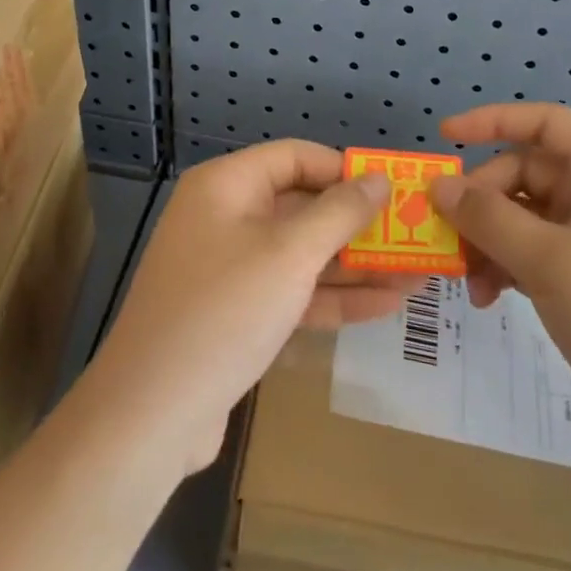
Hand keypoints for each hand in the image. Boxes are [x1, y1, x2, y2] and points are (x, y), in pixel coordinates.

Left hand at [85, 141, 399, 477]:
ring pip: (302, 255)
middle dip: (359, 225)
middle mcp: (225, 217)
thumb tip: (378, 178)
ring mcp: (230, 269)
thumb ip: (339, 212)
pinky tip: (387, 305)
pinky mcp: (237, 314)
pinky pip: (292, 292)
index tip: (393, 192)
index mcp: (226, 186)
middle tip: (414, 236)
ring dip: (356, 266)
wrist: (153, 412)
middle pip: (302, 207)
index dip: (345, 170)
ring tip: (418, 274)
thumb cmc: (225, 311)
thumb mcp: (290, 254)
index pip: (295, 157)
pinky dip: (334, 298)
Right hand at [430, 104, 570, 473]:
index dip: (494, 120)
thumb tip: (439, 186)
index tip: (445, 137)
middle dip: (483, 203)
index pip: (547, 124)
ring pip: (527, 222)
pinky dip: (508, 270)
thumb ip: (488, 218)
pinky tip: (490, 298)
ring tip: (469, 284)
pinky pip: (537, 258)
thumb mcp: (551, 262)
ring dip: (490, 243)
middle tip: (450, 239)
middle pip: (528, 176)